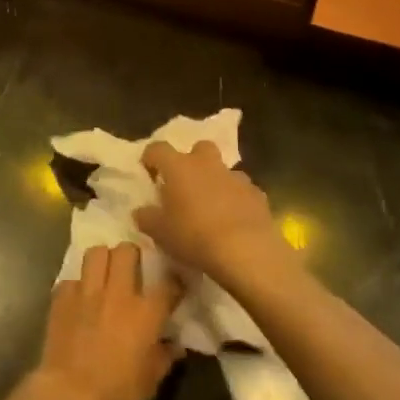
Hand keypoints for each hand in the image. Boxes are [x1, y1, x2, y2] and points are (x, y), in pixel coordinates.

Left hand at [30, 244, 181, 399]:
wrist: (70, 397)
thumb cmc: (117, 394)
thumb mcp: (150, 381)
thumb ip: (164, 357)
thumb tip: (174, 345)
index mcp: (145, 312)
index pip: (168, 283)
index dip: (174, 281)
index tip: (174, 285)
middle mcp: (117, 293)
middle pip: (127, 251)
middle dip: (132, 254)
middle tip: (132, 268)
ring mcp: (87, 291)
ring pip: (96, 253)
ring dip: (103, 259)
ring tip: (104, 272)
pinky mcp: (62, 297)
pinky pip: (72, 278)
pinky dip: (77, 285)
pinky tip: (79, 298)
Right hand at [137, 141, 287, 281]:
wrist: (246, 250)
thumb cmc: (194, 236)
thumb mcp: (160, 232)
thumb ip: (146, 218)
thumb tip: (141, 211)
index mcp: (178, 167)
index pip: (158, 149)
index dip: (151, 158)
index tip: (148, 173)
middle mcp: (207, 164)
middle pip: (199, 148)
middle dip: (192, 161)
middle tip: (185, 184)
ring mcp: (235, 177)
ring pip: (223, 170)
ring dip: (216, 182)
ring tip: (211, 207)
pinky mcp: (257, 194)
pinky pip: (242, 191)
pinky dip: (236, 200)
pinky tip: (234, 221)